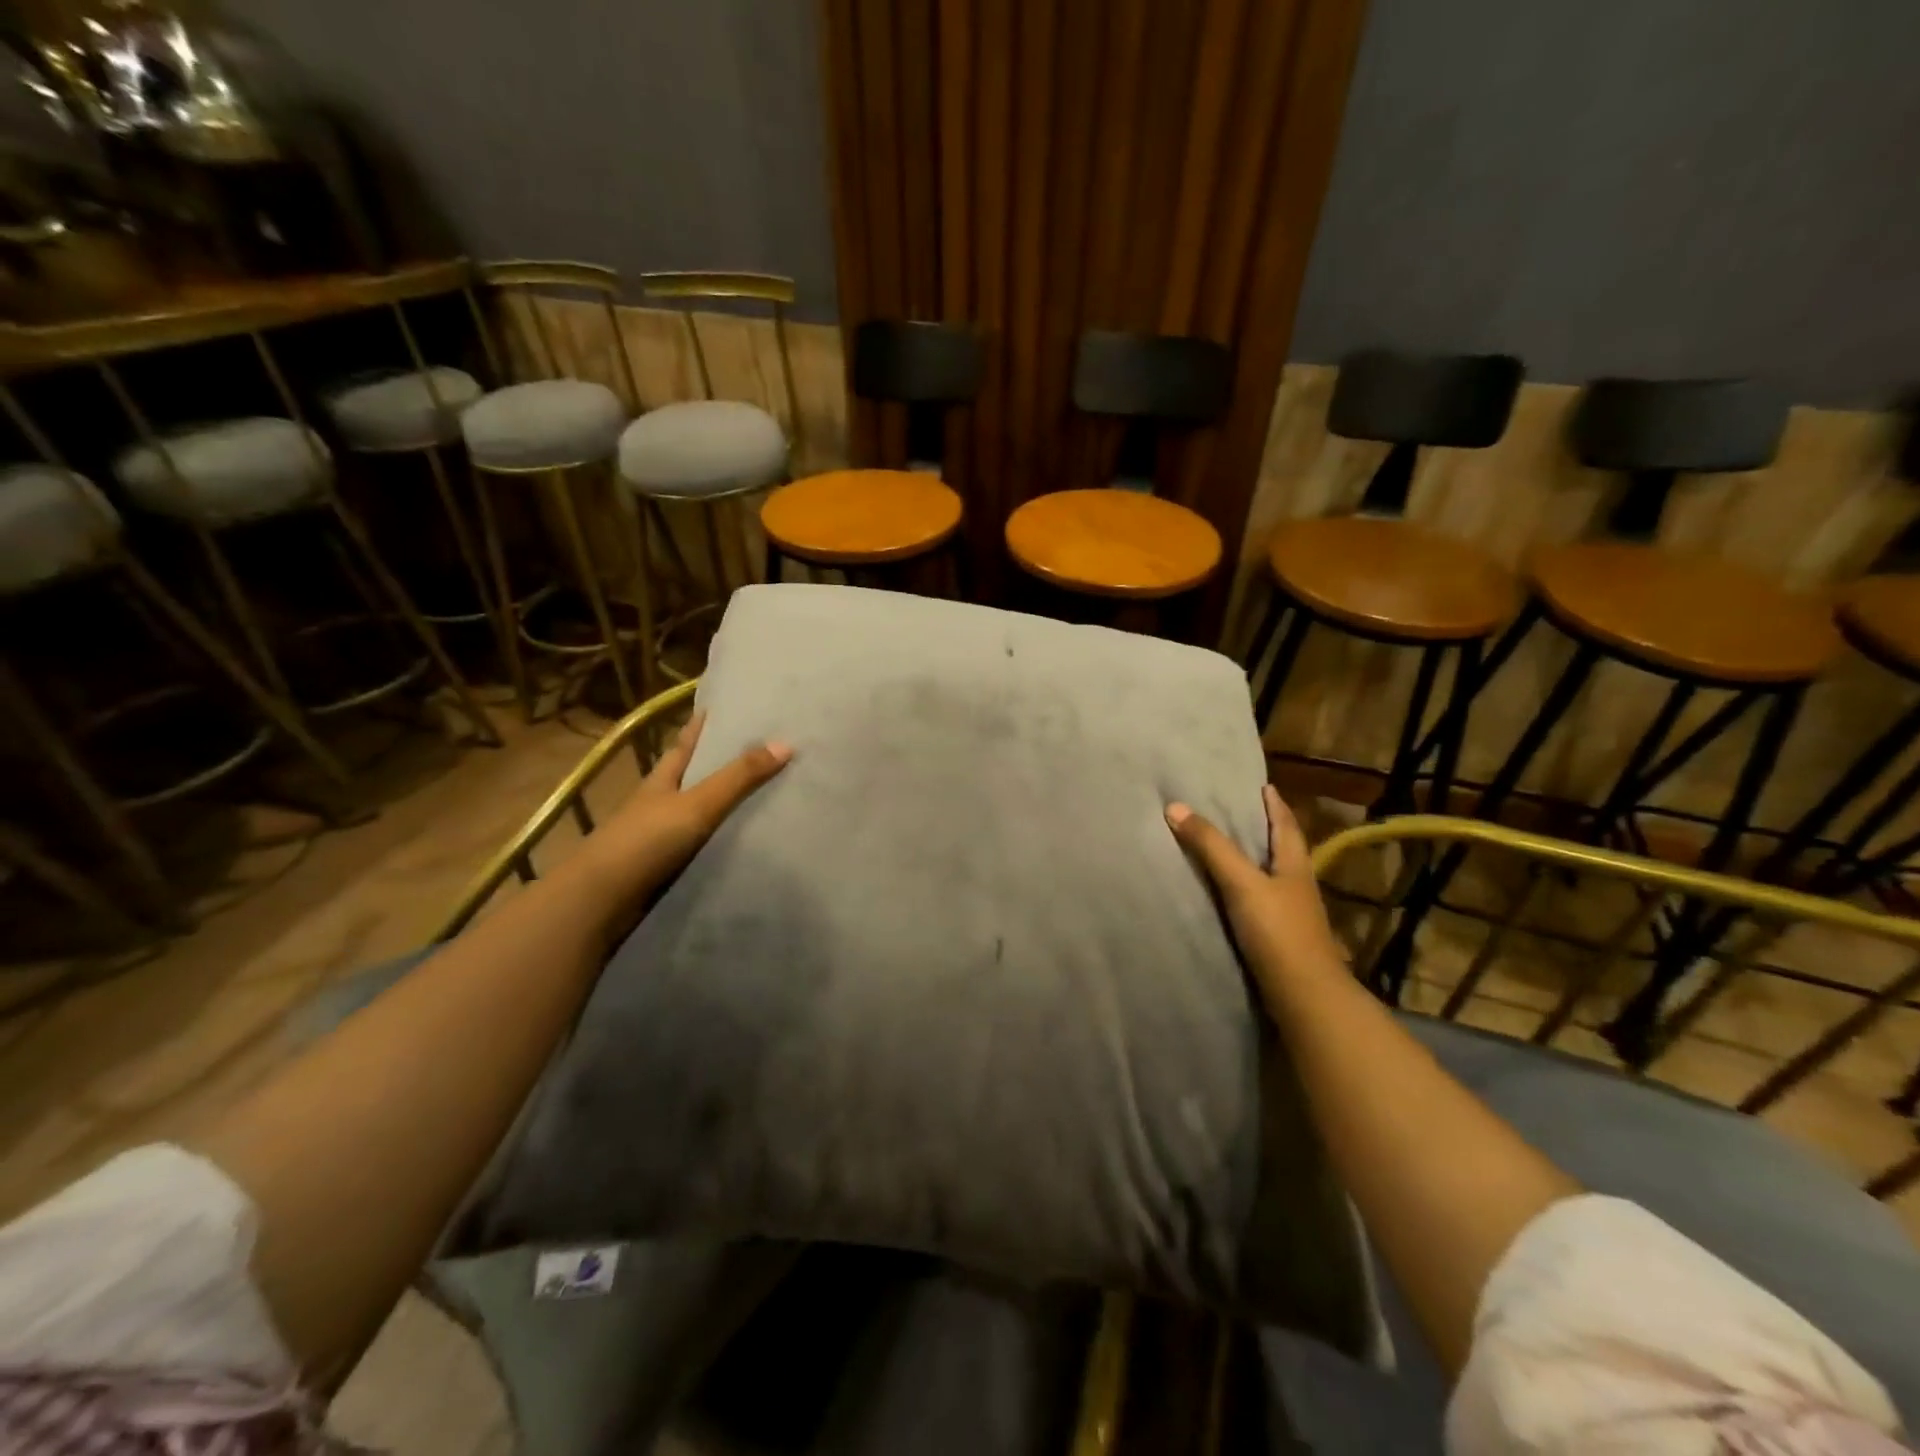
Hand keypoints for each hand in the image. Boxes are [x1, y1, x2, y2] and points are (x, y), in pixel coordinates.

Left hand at [580, 710, 790, 912]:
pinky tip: (748, 841)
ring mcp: (663, 836)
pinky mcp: (668, 866)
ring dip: (727, 806)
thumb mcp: (697, 803)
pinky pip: (705, 845)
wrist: (602, 901)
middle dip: (722, 764)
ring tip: (769, 796)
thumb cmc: (645, 840)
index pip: (686, 743)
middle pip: (695, 776)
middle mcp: (661, 802)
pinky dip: (724, 840)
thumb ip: (739, 777)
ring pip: (702, 813)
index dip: (702, 725)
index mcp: (663, 779)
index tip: (725, 707)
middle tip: (764, 751)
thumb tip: (787, 743)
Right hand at [1166, 785, 1344, 988]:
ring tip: (1228, 850)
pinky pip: (1260, 904)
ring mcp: (1291, 917)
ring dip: (1254, 862)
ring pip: (1272, 878)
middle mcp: (1297, 887)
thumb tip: (1175, 807)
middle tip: (1240, 812)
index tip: (1265, 786)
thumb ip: (1210, 847)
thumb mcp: (1241, 883)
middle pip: (1282, 850)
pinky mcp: (1280, 941)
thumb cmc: (1278, 932)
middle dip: (1265, 830)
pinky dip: (1245, 892)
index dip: (1275, 806)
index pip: (1286, 826)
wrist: (1305, 997)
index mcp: (1295, 867)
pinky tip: (1228, 897)